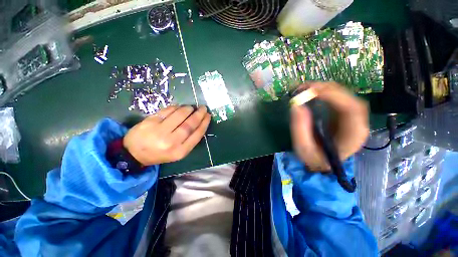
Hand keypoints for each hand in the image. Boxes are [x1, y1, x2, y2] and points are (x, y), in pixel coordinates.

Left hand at [123, 105, 210, 165]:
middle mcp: (171, 142)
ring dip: (188, 109)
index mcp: (180, 151)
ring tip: (191, 108)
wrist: (133, 154)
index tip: (208, 116)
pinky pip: (167, 111)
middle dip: (199, 115)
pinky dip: (175, 107)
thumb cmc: (159, 153)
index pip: (197, 134)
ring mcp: (159, 131)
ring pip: (179, 116)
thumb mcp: (177, 152)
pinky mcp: (150, 122)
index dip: (204, 123)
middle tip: (203, 108)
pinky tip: (179, 107)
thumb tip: (199, 123)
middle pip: (189, 124)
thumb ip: (189, 140)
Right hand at [290, 82, 368, 170]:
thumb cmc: (314, 158)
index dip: (333, 96)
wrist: (323, 163)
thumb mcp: (303, 147)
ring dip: (325, 88)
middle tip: (304, 87)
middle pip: (349, 98)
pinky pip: (338, 98)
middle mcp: (358, 123)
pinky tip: (313, 92)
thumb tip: (296, 105)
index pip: (351, 108)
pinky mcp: (344, 115)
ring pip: (344, 95)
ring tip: (305, 88)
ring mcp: (353, 117)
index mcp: (353, 134)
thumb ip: (299, 128)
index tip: (311, 91)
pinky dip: (325, 92)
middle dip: (327, 89)